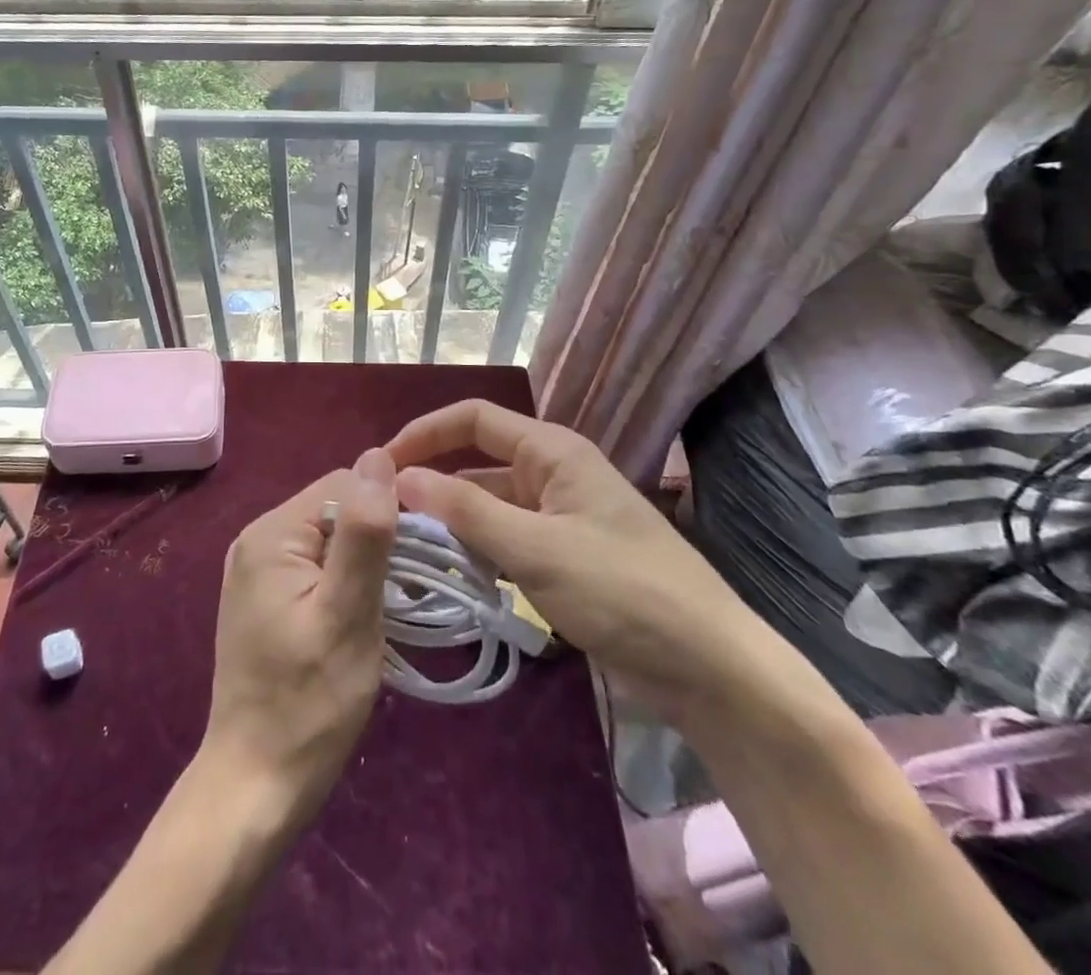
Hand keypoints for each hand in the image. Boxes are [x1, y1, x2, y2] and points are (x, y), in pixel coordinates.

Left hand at [199, 448, 398, 827]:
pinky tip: (362, 616)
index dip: (388, 509)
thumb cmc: (308, 702)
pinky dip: (347, 582)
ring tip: (390, 607)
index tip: (421, 555)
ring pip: (331, 539)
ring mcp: (258, 570)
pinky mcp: (267, 598)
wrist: (255, 785)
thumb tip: (378, 456)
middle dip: (377, 538)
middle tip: (407, 591)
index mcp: (271, 533)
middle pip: (336, 509)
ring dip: (366, 563)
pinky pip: (317, 566)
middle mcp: (258, 539)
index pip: (344, 484)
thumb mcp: (347, 613)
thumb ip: (364, 533)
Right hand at [387, 399, 776, 727]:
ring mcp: (558, 517)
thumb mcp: (536, 548)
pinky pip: (505, 540)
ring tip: (405, 550)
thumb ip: (465, 510)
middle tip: (385, 517)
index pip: (473, 419)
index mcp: (552, 451)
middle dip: (433, 483)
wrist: (709, 670)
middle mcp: (552, 473)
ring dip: (452, 523)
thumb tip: (400, 476)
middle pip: (477, 463)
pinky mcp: (563, 557)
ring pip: (488, 505)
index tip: (381, 465)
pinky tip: (448, 577)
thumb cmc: (623, 591)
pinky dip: (476, 551)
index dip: (425, 432)